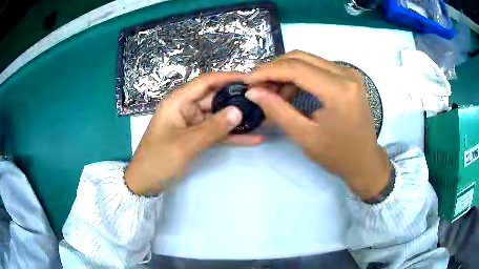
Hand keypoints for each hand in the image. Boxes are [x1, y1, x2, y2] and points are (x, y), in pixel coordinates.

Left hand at [125, 72, 262, 194]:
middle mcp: (185, 108)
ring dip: (237, 118)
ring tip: (262, 116)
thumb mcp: (185, 144)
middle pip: (214, 97)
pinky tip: (252, 138)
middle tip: (262, 100)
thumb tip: (239, 111)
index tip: (250, 79)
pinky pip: (216, 132)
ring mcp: (191, 123)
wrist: (145, 182)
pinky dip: (231, 135)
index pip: (206, 82)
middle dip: (236, 98)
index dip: (228, 78)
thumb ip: (213, 128)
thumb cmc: (159, 160)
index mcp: (178, 101)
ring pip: (218, 116)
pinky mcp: (195, 137)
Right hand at [244, 51, 390, 199]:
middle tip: (258, 85)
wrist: (365, 161)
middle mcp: (346, 73)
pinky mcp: (348, 76)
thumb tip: (253, 91)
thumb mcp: (305, 136)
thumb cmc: (337, 155)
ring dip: (286, 72)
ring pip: (308, 60)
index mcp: (339, 90)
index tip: (247, 80)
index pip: (295, 68)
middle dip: (275, 69)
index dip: (267, 71)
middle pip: (301, 57)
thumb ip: (278, 111)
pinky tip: (291, 91)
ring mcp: (349, 72)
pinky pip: (318, 67)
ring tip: (273, 93)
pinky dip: (300, 75)